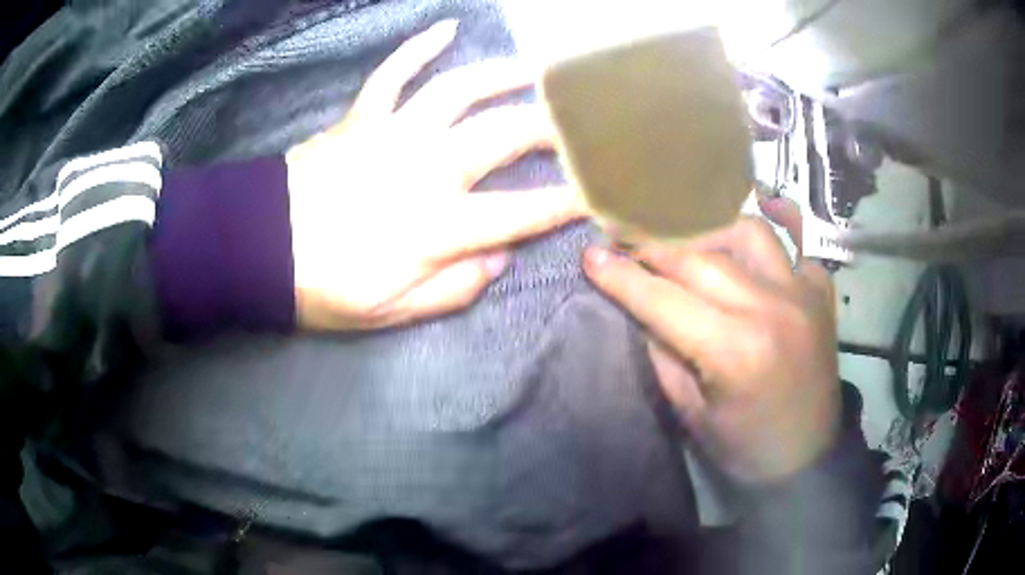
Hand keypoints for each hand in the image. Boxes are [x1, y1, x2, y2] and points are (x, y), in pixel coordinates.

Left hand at [285, 20, 582, 329]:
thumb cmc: (323, 287)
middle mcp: (424, 168)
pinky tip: (448, 28)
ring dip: (503, 75)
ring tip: (537, 68)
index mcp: (435, 226)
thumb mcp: (389, 311)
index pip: (520, 212)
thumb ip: (452, 288)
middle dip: (550, 129)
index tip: (597, 192)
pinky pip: (394, 72)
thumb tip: (499, 258)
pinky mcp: (361, 117)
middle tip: (578, 123)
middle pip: (502, 136)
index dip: (564, 202)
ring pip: (459, 90)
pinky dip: (420, 47)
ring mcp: (391, 134)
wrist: (258, 248)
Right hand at [583, 198, 839, 483]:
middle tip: (631, 251)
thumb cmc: (743, 447)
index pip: (664, 300)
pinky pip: (801, 244)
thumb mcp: (690, 412)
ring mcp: (802, 295)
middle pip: (700, 259)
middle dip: (657, 252)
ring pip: (748, 234)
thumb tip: (644, 307)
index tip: (591, 254)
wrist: (805, 458)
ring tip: (692, 250)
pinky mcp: (821, 295)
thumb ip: (664, 353)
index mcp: (734, 351)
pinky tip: (766, 211)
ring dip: (710, 236)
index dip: (622, 276)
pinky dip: (782, 225)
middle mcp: (770, 309)